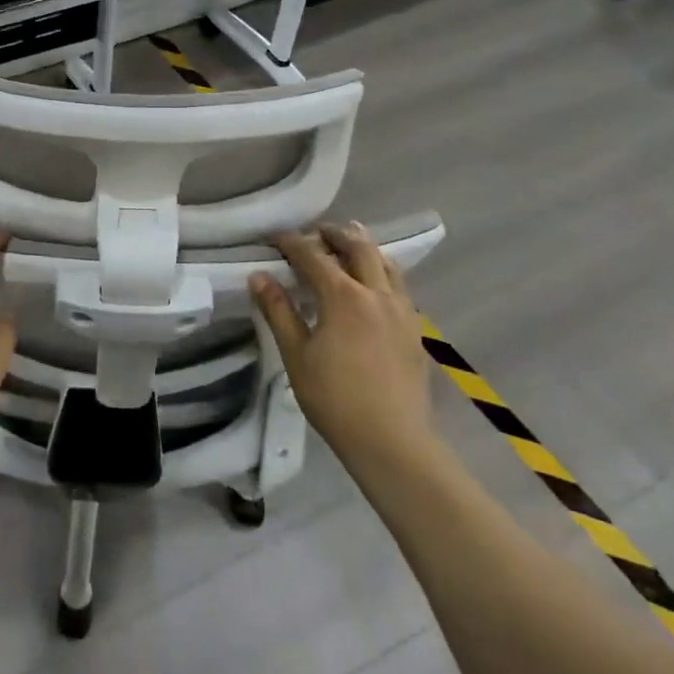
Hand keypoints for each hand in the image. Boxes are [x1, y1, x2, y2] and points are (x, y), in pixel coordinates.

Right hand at [250, 224, 435, 465]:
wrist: (392, 441)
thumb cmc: (335, 398)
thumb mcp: (296, 354)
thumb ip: (278, 311)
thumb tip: (259, 276)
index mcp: (344, 297)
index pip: (313, 256)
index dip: (291, 242)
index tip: (274, 237)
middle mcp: (376, 294)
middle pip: (358, 248)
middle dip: (335, 234)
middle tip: (316, 232)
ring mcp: (402, 310)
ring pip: (387, 263)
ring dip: (364, 248)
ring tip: (349, 244)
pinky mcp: (415, 329)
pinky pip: (400, 285)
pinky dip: (383, 271)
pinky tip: (374, 283)